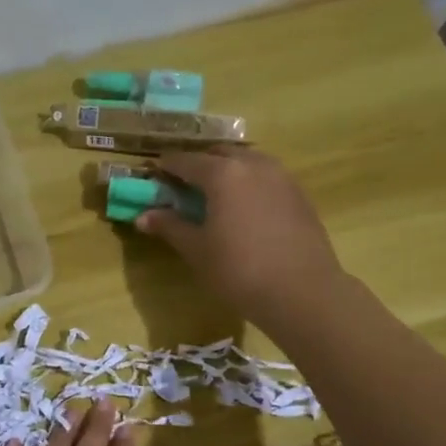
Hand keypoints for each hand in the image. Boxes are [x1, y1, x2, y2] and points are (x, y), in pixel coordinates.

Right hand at [135, 147, 345, 329]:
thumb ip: (171, 227)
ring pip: (247, 161)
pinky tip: (244, 207)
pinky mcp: (299, 194)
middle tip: (183, 184)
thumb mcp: (197, 250)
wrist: (302, 291)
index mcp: (223, 173)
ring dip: (227, 169)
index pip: (186, 161)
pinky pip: (266, 176)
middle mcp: (253, 164)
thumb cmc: (239, 270)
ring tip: (215, 193)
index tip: (154, 174)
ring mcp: (281, 177)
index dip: (167, 166)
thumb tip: (143, 216)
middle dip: (198, 164)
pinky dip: (249, 182)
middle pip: (219, 154)